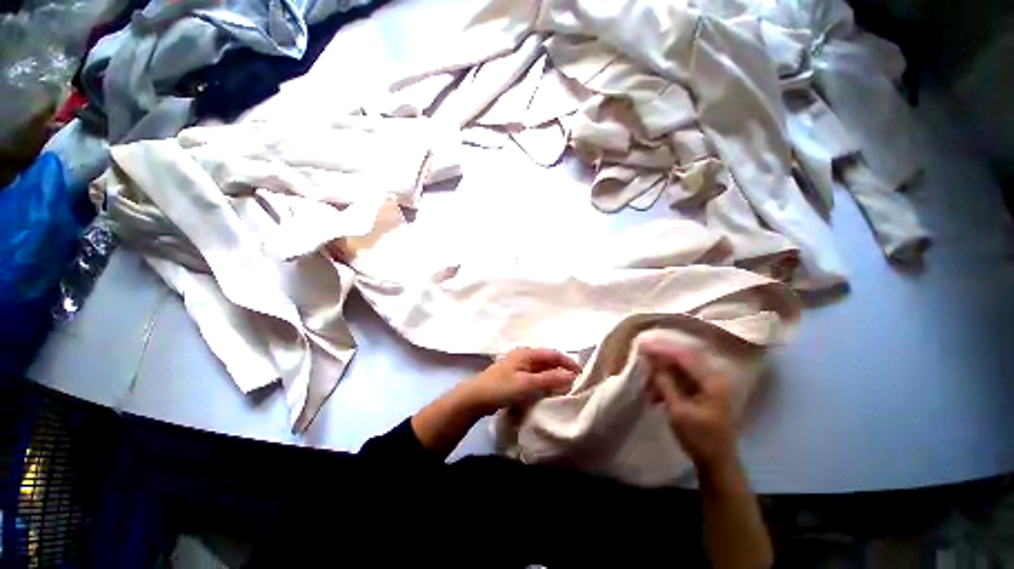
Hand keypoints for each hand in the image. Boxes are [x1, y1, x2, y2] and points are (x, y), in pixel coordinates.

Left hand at [463, 347, 580, 415]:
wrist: (476, 398)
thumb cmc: (502, 387)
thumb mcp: (527, 383)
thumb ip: (550, 379)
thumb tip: (571, 376)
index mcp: (527, 353)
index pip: (553, 354)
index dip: (568, 362)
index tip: (581, 374)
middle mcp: (524, 356)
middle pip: (547, 361)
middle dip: (561, 370)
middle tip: (574, 384)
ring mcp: (518, 366)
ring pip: (541, 369)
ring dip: (552, 377)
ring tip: (564, 389)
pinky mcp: (514, 377)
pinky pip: (534, 377)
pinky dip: (543, 382)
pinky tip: (547, 391)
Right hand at [640, 339, 735, 469]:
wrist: (717, 462)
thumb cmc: (699, 438)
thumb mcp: (678, 410)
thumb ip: (665, 383)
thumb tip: (651, 361)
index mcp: (712, 380)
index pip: (683, 356)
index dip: (662, 350)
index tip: (642, 346)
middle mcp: (713, 377)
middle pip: (682, 360)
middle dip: (660, 360)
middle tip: (641, 360)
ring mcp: (709, 384)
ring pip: (680, 370)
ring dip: (661, 374)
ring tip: (646, 384)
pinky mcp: (703, 392)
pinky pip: (681, 379)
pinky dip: (666, 383)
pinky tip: (654, 393)